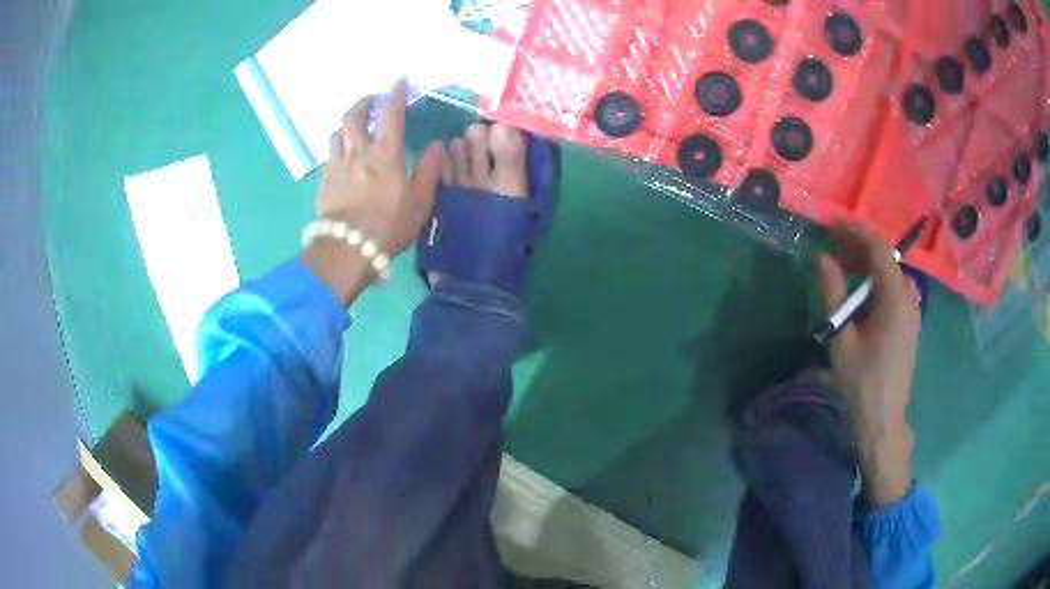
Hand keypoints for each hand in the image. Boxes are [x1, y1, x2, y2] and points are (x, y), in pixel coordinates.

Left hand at [302, 81, 444, 305]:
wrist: (348, 248)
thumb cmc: (389, 225)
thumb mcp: (420, 201)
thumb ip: (428, 170)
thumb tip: (436, 145)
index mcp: (386, 154)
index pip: (391, 114)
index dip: (396, 94)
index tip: (399, 82)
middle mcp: (360, 152)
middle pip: (355, 117)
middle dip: (363, 103)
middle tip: (370, 100)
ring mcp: (338, 165)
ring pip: (338, 133)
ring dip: (346, 123)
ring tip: (352, 125)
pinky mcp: (325, 180)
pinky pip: (329, 154)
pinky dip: (337, 145)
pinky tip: (341, 152)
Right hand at [817, 220, 921, 505]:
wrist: (883, 420)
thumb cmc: (861, 383)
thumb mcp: (842, 338)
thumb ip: (833, 294)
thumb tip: (821, 258)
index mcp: (895, 298)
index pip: (879, 248)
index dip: (854, 231)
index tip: (830, 224)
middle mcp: (909, 297)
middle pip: (886, 258)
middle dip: (858, 246)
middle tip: (830, 244)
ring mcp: (912, 311)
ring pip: (889, 273)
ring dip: (866, 264)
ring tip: (840, 266)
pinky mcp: (908, 323)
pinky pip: (892, 289)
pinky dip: (874, 281)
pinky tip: (858, 291)